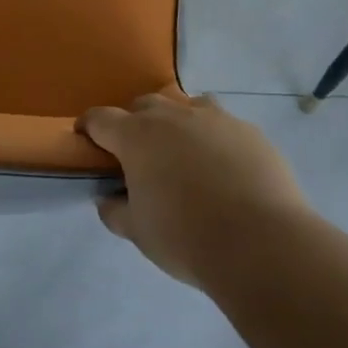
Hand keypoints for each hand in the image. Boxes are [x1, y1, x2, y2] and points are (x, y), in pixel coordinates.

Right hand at [80, 94, 309, 286]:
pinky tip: (224, 169)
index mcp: (137, 136)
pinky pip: (223, 125)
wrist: (261, 242)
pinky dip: (214, 139)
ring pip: (186, 105)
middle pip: (144, 105)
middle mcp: (173, 116)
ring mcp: (215, 118)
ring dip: (177, 122)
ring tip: (183, 153)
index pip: (101, 118)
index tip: (86, 139)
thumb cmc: (186, 237)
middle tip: (138, 154)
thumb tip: (108, 199)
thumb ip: (116, 211)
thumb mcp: (138, 232)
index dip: (89, 127)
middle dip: (134, 123)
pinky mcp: (249, 131)